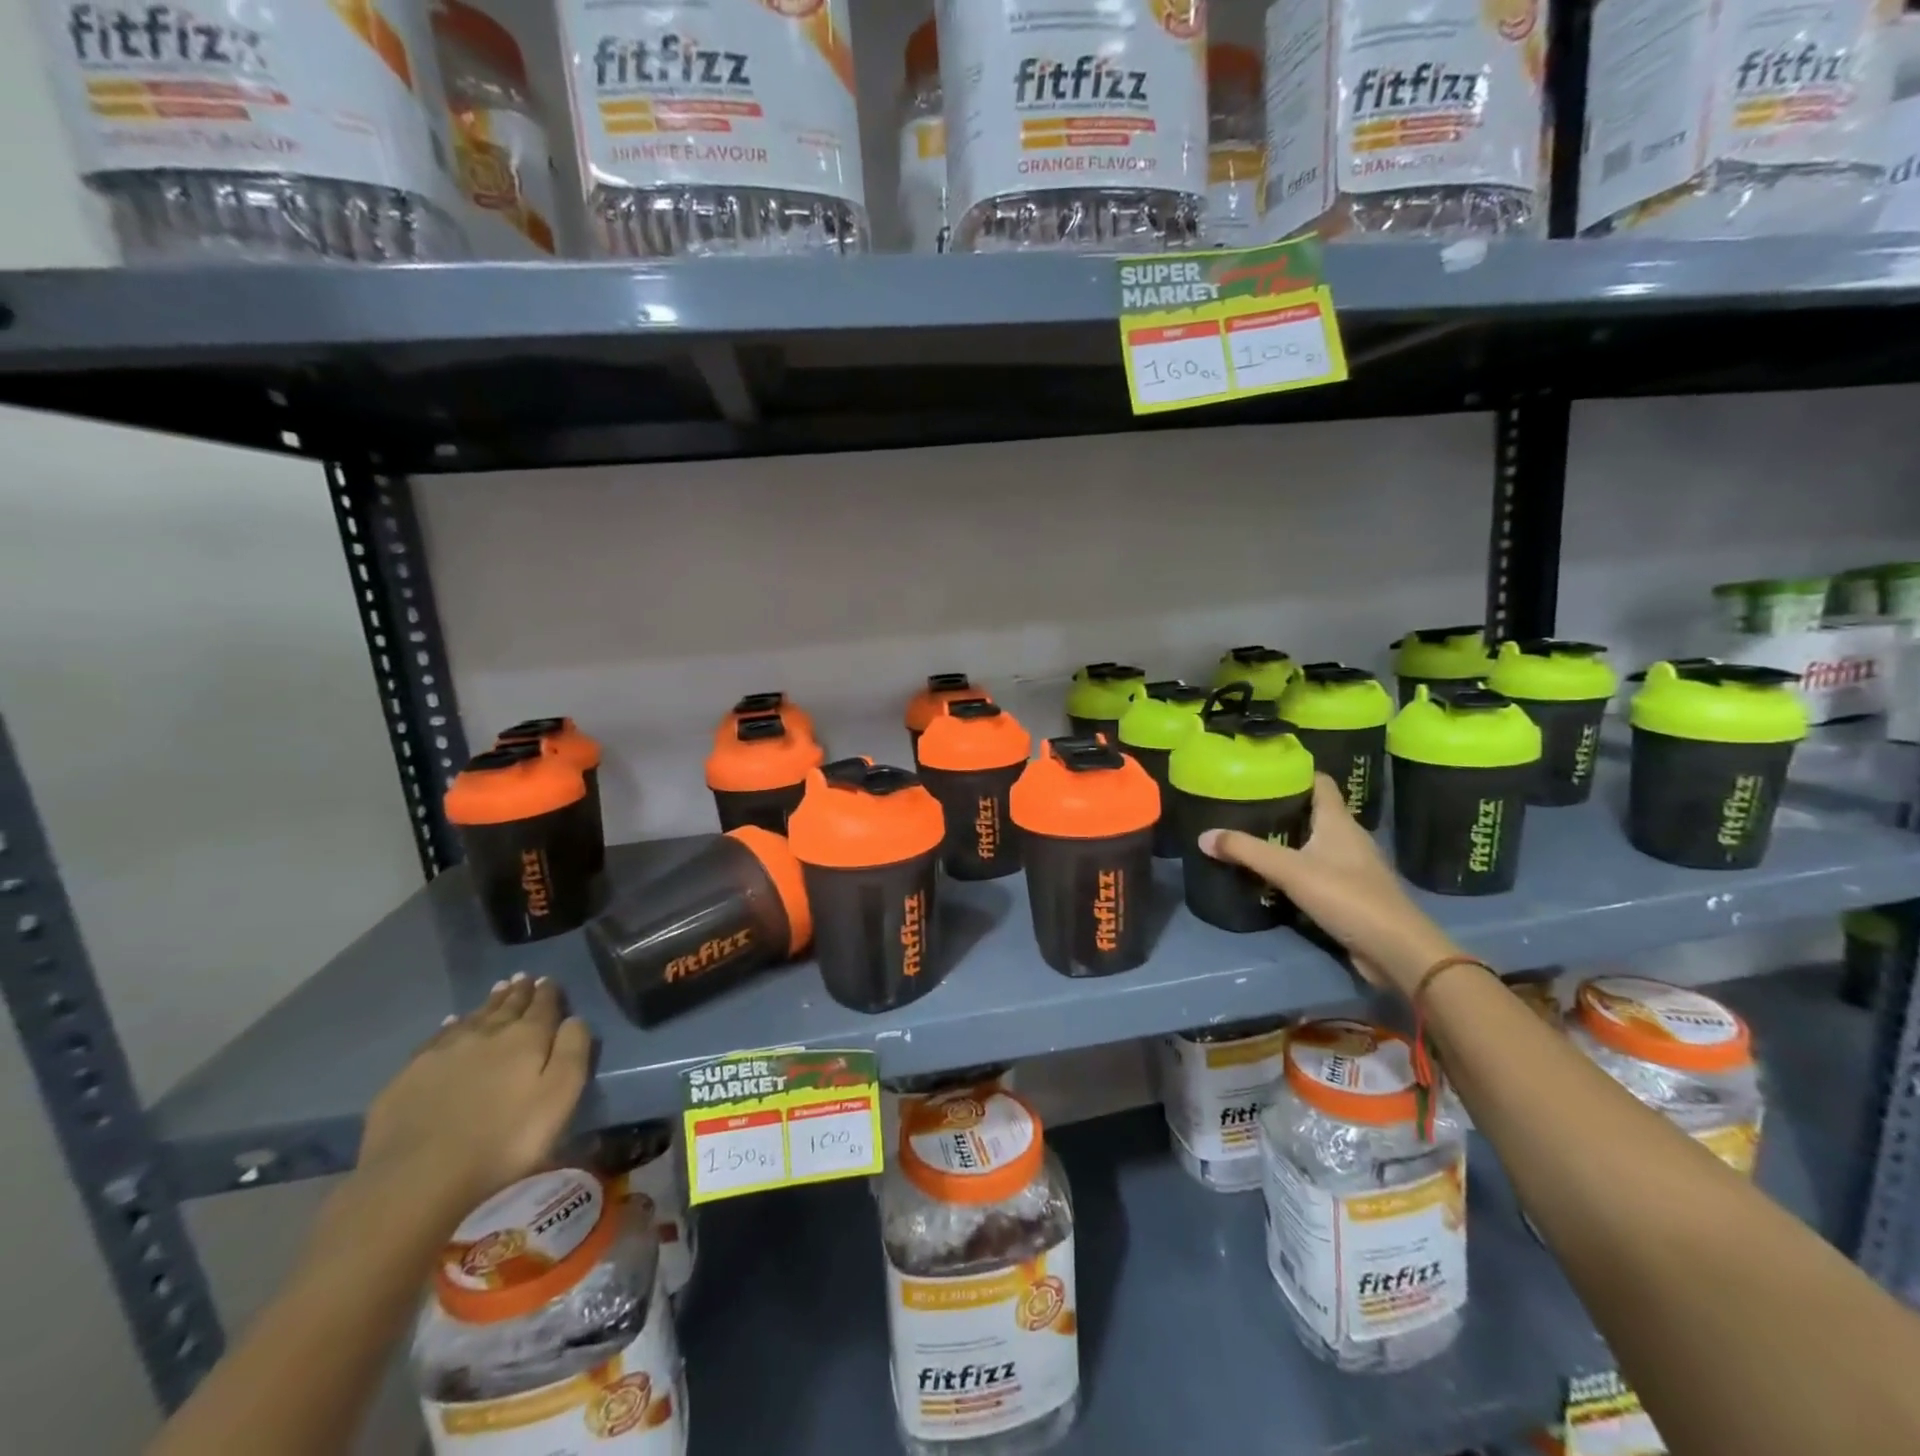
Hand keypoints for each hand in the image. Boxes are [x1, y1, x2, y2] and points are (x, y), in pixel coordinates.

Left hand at [357, 974, 592, 1219]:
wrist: (417, 1178)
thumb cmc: (505, 1140)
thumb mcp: (560, 1097)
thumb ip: (573, 1052)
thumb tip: (574, 1019)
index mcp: (526, 1037)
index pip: (542, 1005)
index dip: (548, 992)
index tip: (549, 980)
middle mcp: (486, 1033)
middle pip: (507, 1006)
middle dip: (519, 992)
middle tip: (523, 978)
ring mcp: (443, 1051)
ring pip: (474, 1017)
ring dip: (489, 1003)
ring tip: (498, 990)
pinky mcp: (410, 1074)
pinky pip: (439, 1037)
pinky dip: (452, 1025)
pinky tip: (453, 1022)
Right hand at [1198, 774, 1459, 996]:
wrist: (1396, 949)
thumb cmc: (1346, 896)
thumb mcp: (1289, 870)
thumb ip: (1246, 851)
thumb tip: (1203, 836)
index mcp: (1338, 821)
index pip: (1320, 782)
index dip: (1296, 772)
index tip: (1264, 770)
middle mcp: (1349, 837)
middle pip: (1316, 811)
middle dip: (1285, 806)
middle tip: (1246, 804)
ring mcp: (1354, 866)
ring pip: (1318, 841)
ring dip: (1291, 838)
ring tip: (1254, 835)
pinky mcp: (1352, 893)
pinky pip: (1321, 869)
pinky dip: (1299, 866)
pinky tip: (1276, 874)